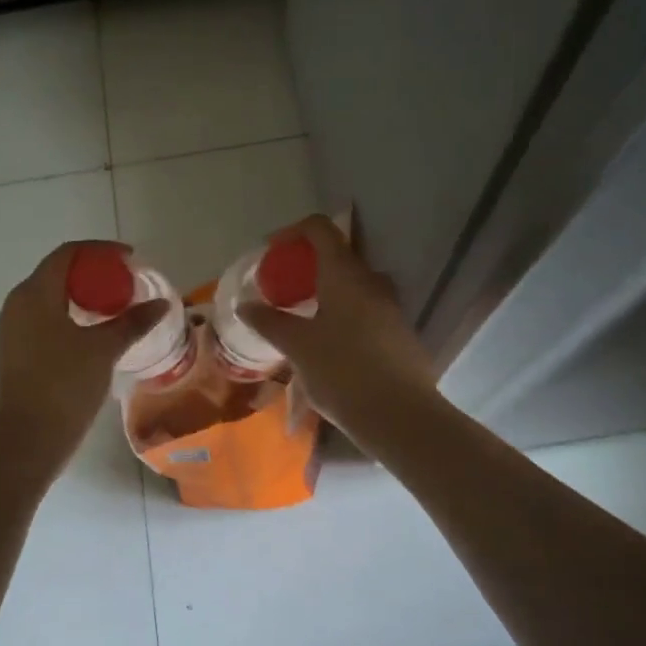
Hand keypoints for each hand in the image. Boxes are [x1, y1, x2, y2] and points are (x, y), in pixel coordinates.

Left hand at [0, 241, 170, 464]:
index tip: (129, 259)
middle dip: (92, 274)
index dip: (100, 250)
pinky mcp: (12, 352)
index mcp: (34, 293)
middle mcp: (16, 304)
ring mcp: (10, 329)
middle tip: (124, 285)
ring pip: (48, 298)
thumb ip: (132, 322)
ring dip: (80, 297)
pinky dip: (67, 317)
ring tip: (112, 310)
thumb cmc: (64, 385)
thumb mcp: (103, 349)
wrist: (26, 439)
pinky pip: (42, 320)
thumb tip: (161, 303)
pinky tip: (90, 335)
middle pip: (56, 274)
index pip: (67, 254)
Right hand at [237, 215, 435, 440]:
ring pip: (353, 286)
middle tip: (283, 290)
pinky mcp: (400, 334)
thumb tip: (245, 304)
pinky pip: (366, 310)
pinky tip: (329, 346)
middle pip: (338, 256)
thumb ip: (269, 321)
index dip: (292, 232)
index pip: (320, 228)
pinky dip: (343, 314)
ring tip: (303, 319)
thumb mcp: (297, 347)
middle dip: (307, 267)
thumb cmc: (342, 372)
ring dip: (327, 292)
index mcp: (345, 275)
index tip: (271, 253)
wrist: (400, 416)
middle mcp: (372, 282)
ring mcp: (391, 308)